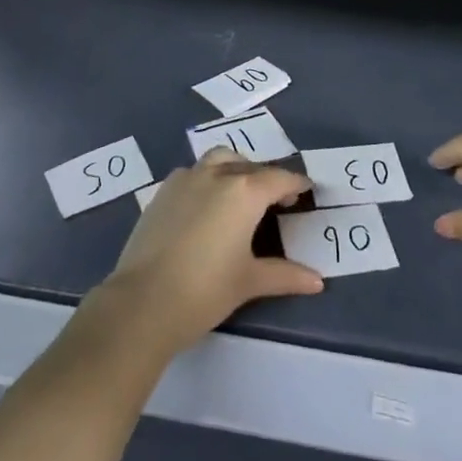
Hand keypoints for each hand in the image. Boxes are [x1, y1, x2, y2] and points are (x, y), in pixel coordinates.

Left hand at [98, 149, 321, 355]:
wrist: (143, 300)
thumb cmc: (205, 290)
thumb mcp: (249, 281)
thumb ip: (285, 274)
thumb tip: (318, 281)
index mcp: (244, 191)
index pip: (279, 179)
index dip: (295, 184)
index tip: (307, 189)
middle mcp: (216, 174)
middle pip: (249, 166)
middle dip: (266, 178)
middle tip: (276, 200)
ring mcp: (186, 178)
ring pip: (219, 159)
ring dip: (235, 168)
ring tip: (241, 194)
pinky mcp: (163, 190)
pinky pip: (194, 173)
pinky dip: (208, 179)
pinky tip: (207, 206)